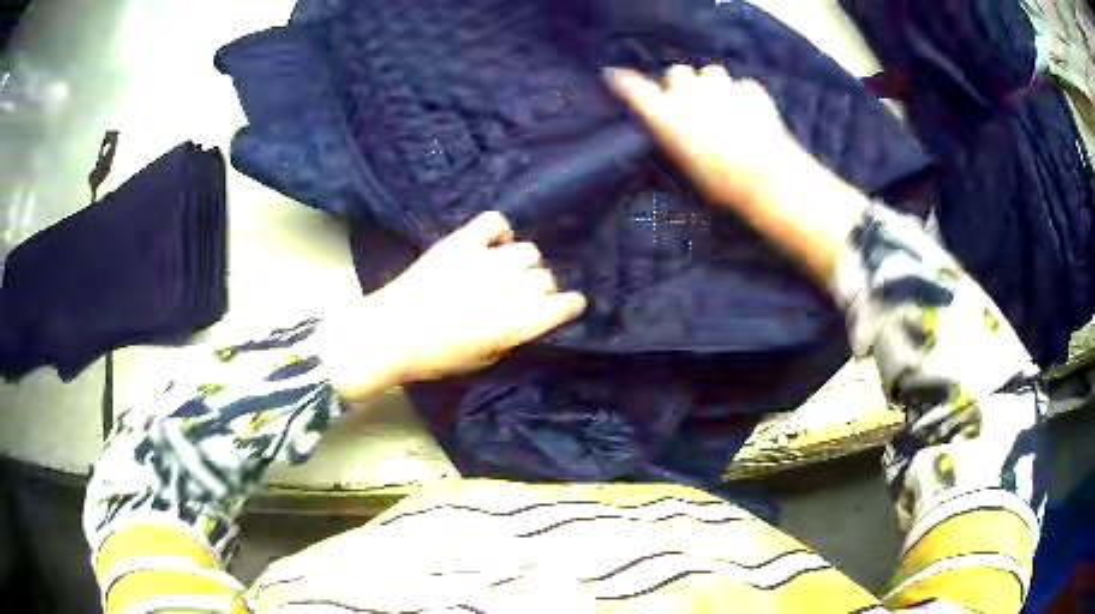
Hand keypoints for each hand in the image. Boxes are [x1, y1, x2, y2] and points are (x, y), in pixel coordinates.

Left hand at [324, 212, 586, 397]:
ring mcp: (485, 260)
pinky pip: (496, 221)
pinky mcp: (462, 241)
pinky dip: (500, 231)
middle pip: (546, 277)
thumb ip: (511, 336)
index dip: (571, 305)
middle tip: (523, 295)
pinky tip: (492, 244)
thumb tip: (524, 317)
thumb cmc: (435, 358)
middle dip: (541, 288)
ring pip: (527, 249)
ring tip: (505, 271)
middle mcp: (508, 289)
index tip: (569, 305)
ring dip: (522, 263)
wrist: (390, 333)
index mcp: (516, 324)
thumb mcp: (483, 359)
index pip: (564, 305)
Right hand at [606, 64, 868, 283]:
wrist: (767, 178)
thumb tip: (667, 124)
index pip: (634, 89)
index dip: (624, 82)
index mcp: (667, 114)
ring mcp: (722, 87)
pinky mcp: (751, 90)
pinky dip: (744, 97)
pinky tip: (751, 115)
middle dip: (683, 85)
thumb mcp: (685, 165)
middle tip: (692, 105)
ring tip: (724, 106)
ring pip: (711, 73)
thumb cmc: (720, 183)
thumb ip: (671, 137)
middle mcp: (689, 93)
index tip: (615, 76)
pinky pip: (742, 86)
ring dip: (713, 85)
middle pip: (677, 72)